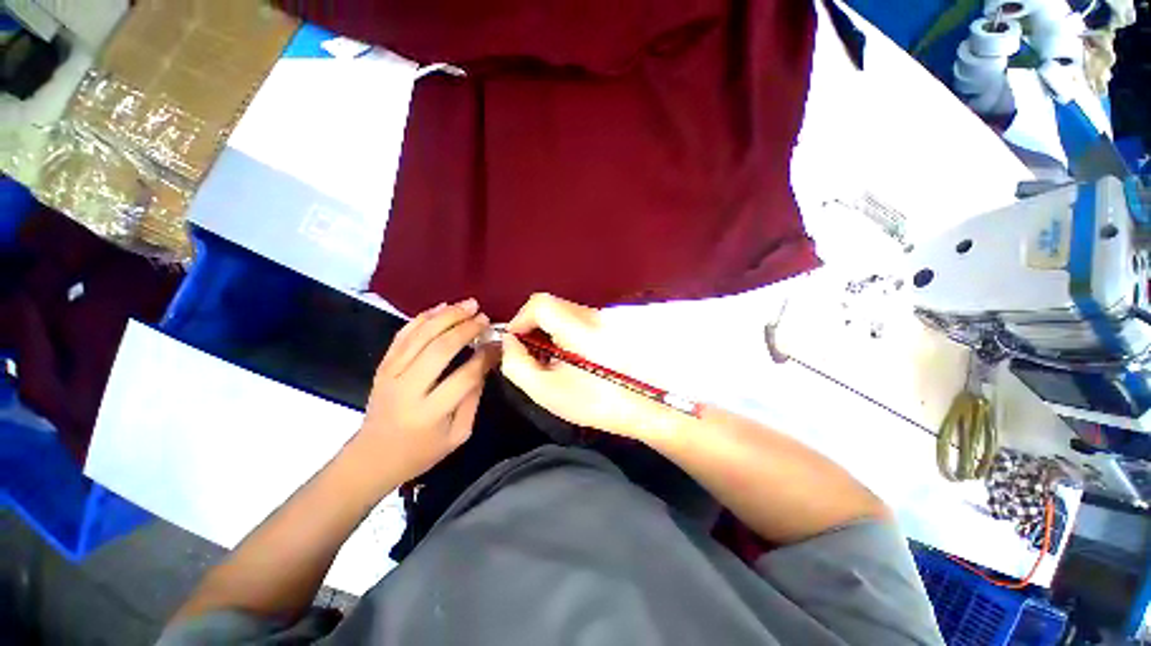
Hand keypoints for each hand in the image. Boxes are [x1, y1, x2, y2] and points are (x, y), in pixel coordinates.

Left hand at [356, 299, 498, 484]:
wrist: (371, 457)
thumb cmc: (420, 451)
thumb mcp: (457, 435)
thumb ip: (473, 399)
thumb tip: (485, 364)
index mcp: (430, 413)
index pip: (465, 376)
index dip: (485, 356)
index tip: (499, 343)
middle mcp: (408, 389)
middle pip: (440, 349)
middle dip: (466, 329)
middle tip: (485, 317)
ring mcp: (391, 374)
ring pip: (420, 336)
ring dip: (447, 316)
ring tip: (469, 304)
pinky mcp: (382, 366)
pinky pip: (403, 335)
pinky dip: (422, 318)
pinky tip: (441, 308)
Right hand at [500, 293, 682, 442]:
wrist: (642, 408)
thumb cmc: (595, 403)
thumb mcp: (546, 391)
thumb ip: (517, 364)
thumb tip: (509, 342)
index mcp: (580, 329)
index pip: (541, 303)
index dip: (521, 319)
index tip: (515, 342)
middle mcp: (594, 316)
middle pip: (551, 306)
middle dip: (533, 327)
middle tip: (532, 355)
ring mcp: (604, 318)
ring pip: (563, 313)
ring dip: (548, 331)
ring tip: (550, 360)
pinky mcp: (609, 325)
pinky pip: (577, 320)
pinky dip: (564, 333)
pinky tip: (568, 357)